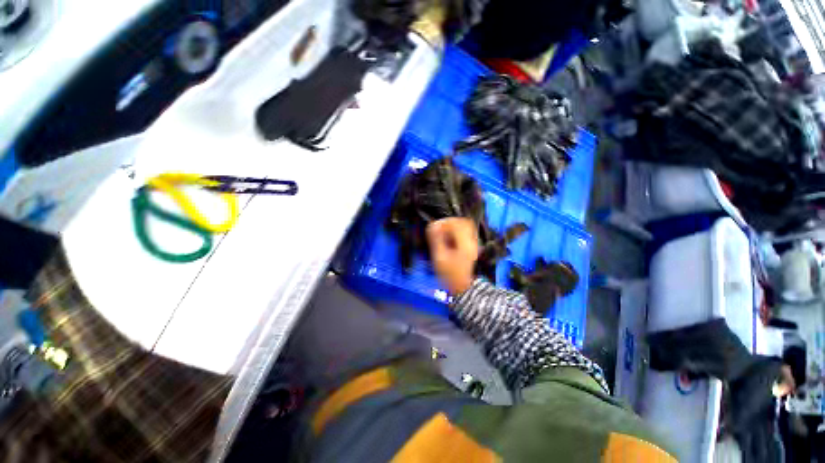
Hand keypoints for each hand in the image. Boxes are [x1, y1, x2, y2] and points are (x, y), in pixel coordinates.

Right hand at [426, 218, 478, 294]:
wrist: (460, 286)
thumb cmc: (450, 275)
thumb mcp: (439, 257)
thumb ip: (436, 240)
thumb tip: (433, 226)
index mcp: (464, 244)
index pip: (457, 223)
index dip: (445, 222)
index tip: (437, 226)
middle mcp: (471, 242)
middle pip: (464, 222)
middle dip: (451, 222)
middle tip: (441, 227)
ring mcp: (473, 244)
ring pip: (466, 226)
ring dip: (454, 226)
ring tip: (445, 232)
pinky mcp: (471, 246)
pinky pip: (466, 233)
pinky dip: (458, 232)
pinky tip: (451, 238)